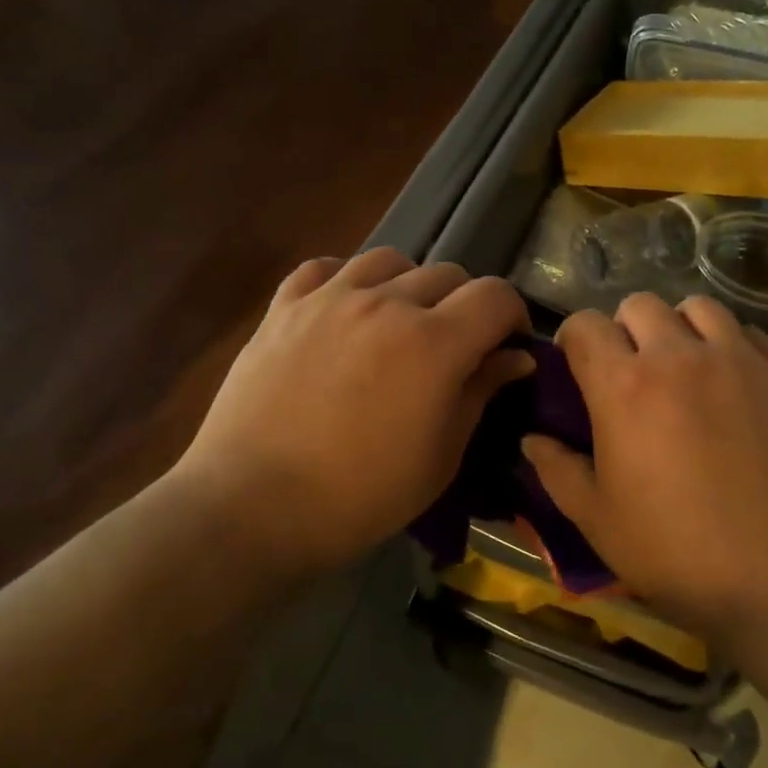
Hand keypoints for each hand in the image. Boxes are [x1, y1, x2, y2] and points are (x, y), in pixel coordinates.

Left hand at [174, 249, 531, 581]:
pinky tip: (346, 310)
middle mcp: (385, 304)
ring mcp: (329, 299)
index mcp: (434, 343)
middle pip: (448, 273)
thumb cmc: (360, 497)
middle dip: (466, 305)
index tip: (508, 345)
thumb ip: (480, 393)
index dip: (514, 315)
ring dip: (410, 285)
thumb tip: (515, 358)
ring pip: (389, 260)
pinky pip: (325, 267)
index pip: (495, 295)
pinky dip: (347, 279)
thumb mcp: (440, 456)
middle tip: (455, 346)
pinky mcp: (283, 307)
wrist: (252, 507)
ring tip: (400, 322)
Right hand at [522, 294, 767, 651]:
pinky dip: (728, 344)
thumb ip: (557, 472)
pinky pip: (746, 332)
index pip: (584, 325)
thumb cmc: (680, 551)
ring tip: (684, 366)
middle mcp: (678, 355)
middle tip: (630, 372)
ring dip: (678, 326)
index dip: (573, 340)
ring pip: (697, 307)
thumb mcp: (599, 522)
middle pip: (639, 304)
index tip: (576, 369)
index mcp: (623, 385)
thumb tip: (531, 440)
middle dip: (624, 329)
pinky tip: (731, 382)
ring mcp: (737, 358)